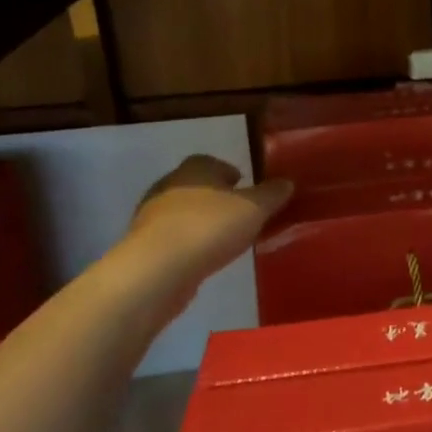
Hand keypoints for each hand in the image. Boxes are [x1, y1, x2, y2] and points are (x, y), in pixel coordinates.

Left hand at [131, 155, 292, 244]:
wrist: (157, 270)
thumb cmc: (209, 227)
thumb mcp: (254, 208)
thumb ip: (272, 194)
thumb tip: (287, 182)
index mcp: (195, 169)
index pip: (211, 161)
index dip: (229, 172)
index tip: (245, 186)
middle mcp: (169, 186)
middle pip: (196, 186)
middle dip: (216, 198)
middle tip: (240, 213)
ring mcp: (151, 217)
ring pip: (183, 213)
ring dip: (201, 222)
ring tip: (226, 239)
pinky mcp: (145, 247)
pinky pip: (174, 239)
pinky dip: (189, 244)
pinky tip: (205, 258)